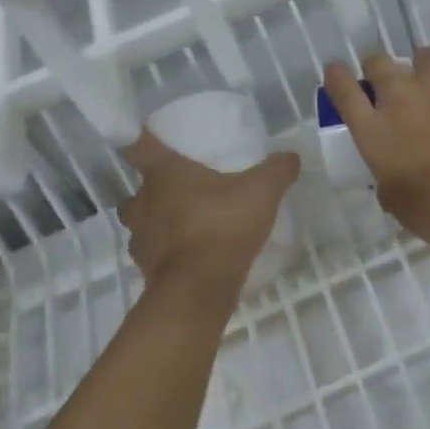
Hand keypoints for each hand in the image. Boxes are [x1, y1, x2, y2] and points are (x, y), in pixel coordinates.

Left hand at [118, 130, 299, 296]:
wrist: (198, 291)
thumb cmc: (222, 227)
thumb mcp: (262, 192)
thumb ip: (277, 170)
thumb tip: (291, 156)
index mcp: (163, 173)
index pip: (138, 145)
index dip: (141, 138)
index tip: (151, 138)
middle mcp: (142, 201)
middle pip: (139, 188)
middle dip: (156, 187)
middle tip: (183, 189)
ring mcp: (139, 237)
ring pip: (142, 221)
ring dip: (157, 220)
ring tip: (186, 224)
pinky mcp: (144, 267)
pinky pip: (152, 252)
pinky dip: (165, 252)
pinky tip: (188, 255)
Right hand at [322, 48, 429, 252]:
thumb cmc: (428, 213)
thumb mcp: (391, 197)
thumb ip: (387, 173)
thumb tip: (393, 169)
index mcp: (373, 129)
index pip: (343, 90)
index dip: (337, 76)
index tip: (336, 71)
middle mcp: (403, 101)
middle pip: (380, 64)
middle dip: (377, 65)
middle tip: (382, 75)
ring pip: (428, 57)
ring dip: (425, 62)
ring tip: (428, 70)